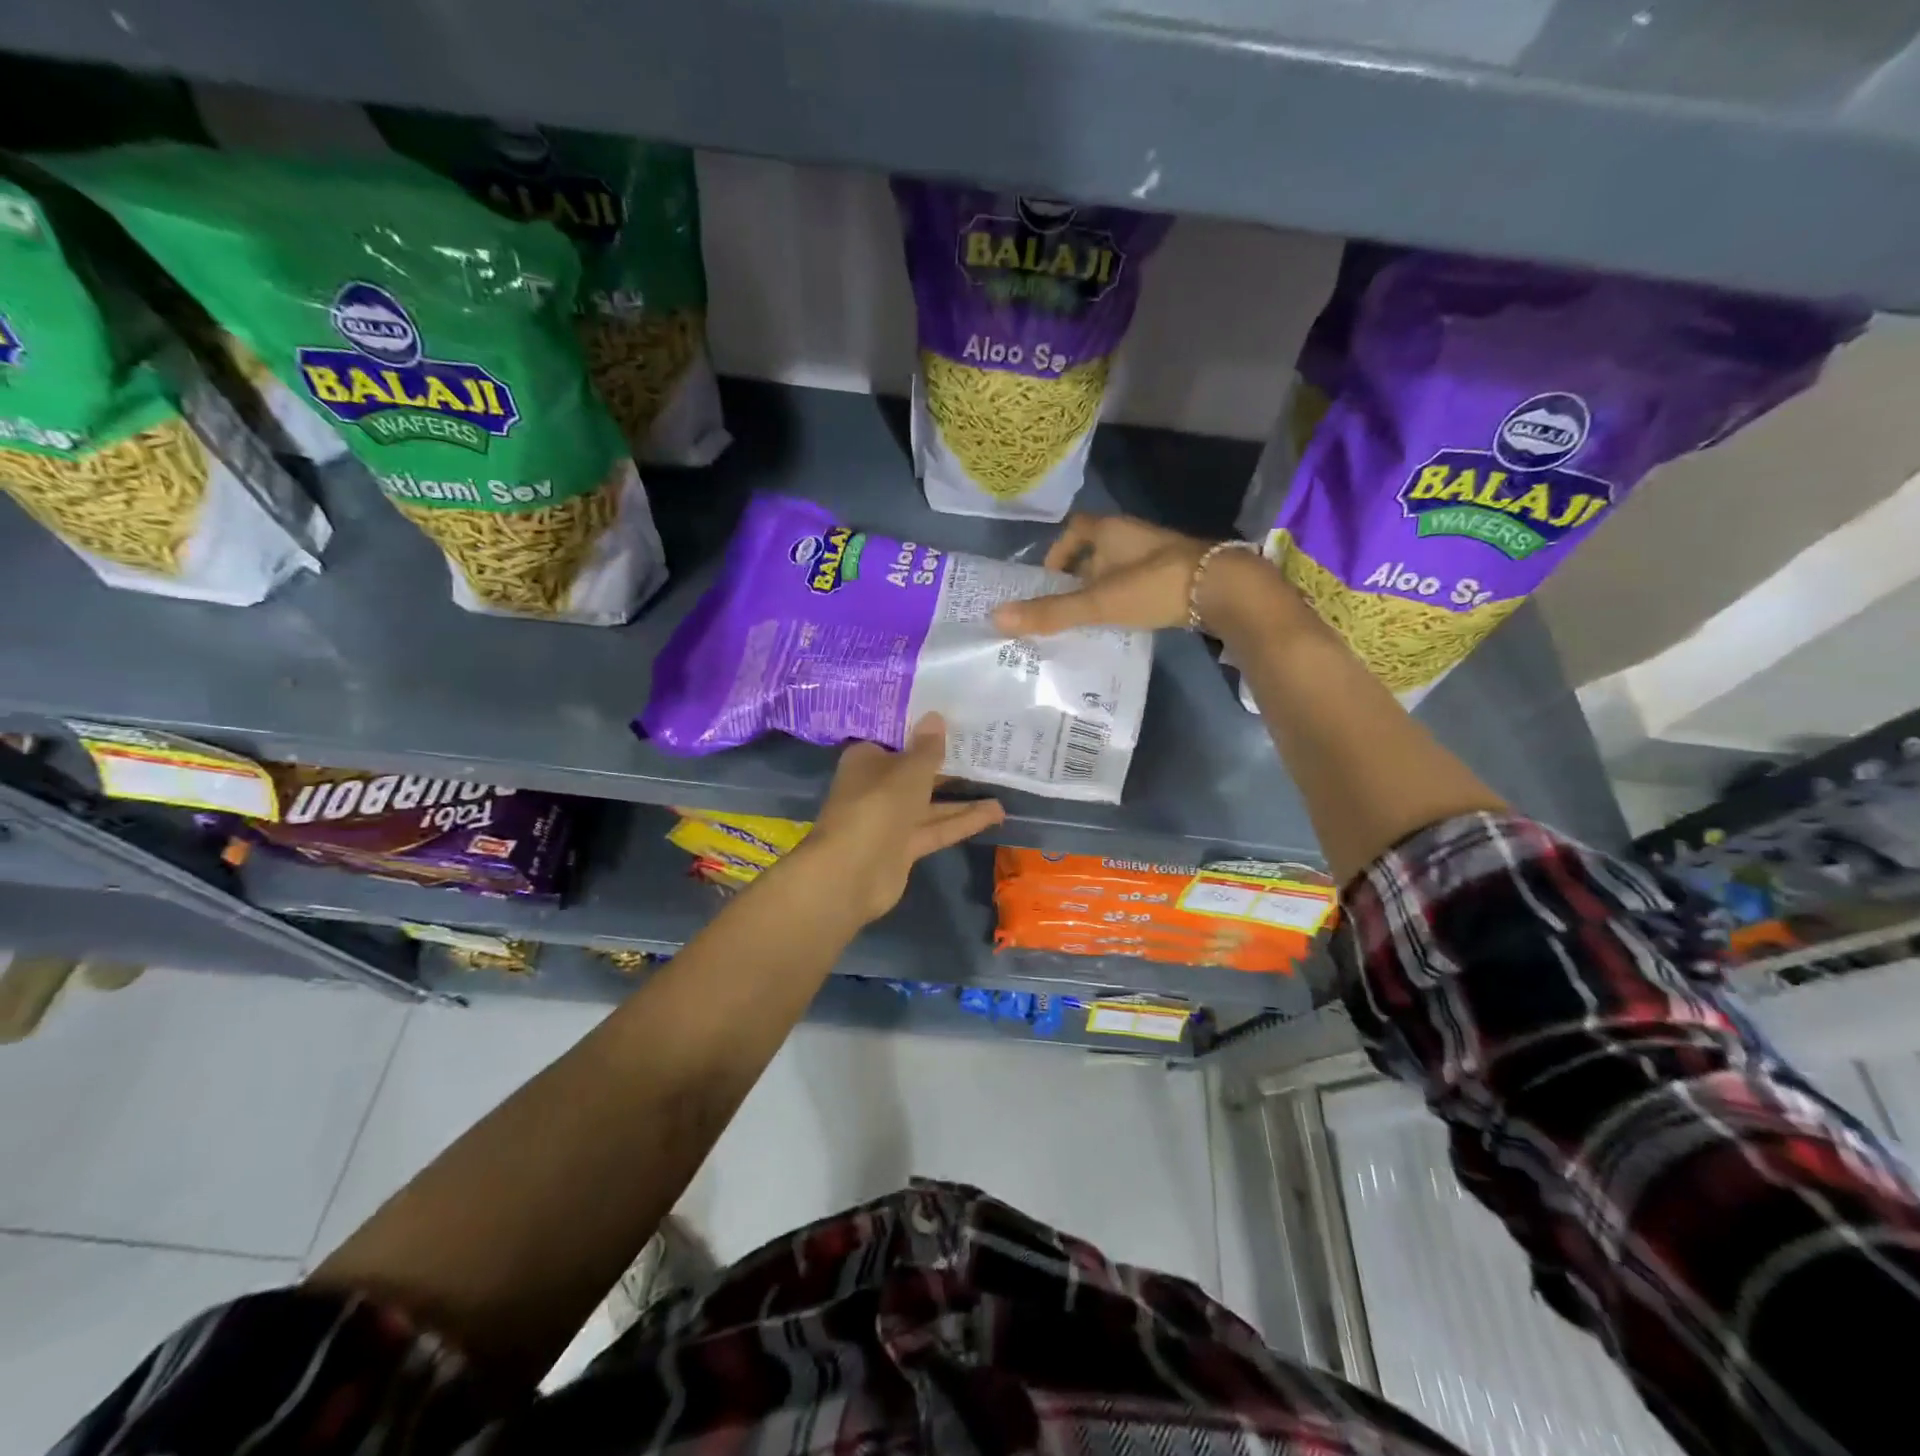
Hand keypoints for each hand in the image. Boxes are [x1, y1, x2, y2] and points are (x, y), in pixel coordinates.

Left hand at [798, 714, 1004, 923]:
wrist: (851, 873)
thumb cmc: (877, 806)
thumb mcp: (909, 771)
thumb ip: (928, 748)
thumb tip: (936, 716)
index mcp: (867, 759)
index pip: (897, 739)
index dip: (924, 730)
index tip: (956, 720)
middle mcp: (876, 786)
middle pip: (916, 771)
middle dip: (948, 764)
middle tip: (987, 750)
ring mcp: (890, 819)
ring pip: (930, 803)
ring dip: (962, 797)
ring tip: (1001, 784)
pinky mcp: (904, 846)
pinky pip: (937, 828)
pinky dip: (962, 821)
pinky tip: (996, 814)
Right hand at [990, 512, 1289, 638]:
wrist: (1222, 589)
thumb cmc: (1153, 586)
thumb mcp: (1097, 602)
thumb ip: (1050, 613)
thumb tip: (996, 618)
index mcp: (1110, 531)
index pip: (1075, 529)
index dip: (1057, 551)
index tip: (1047, 581)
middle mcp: (1132, 536)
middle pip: (1095, 551)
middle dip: (1077, 576)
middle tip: (1061, 607)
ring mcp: (1156, 555)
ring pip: (1118, 569)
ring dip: (1101, 589)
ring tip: (1087, 620)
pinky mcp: (1175, 575)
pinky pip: (1138, 583)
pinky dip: (1124, 599)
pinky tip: (1121, 624)